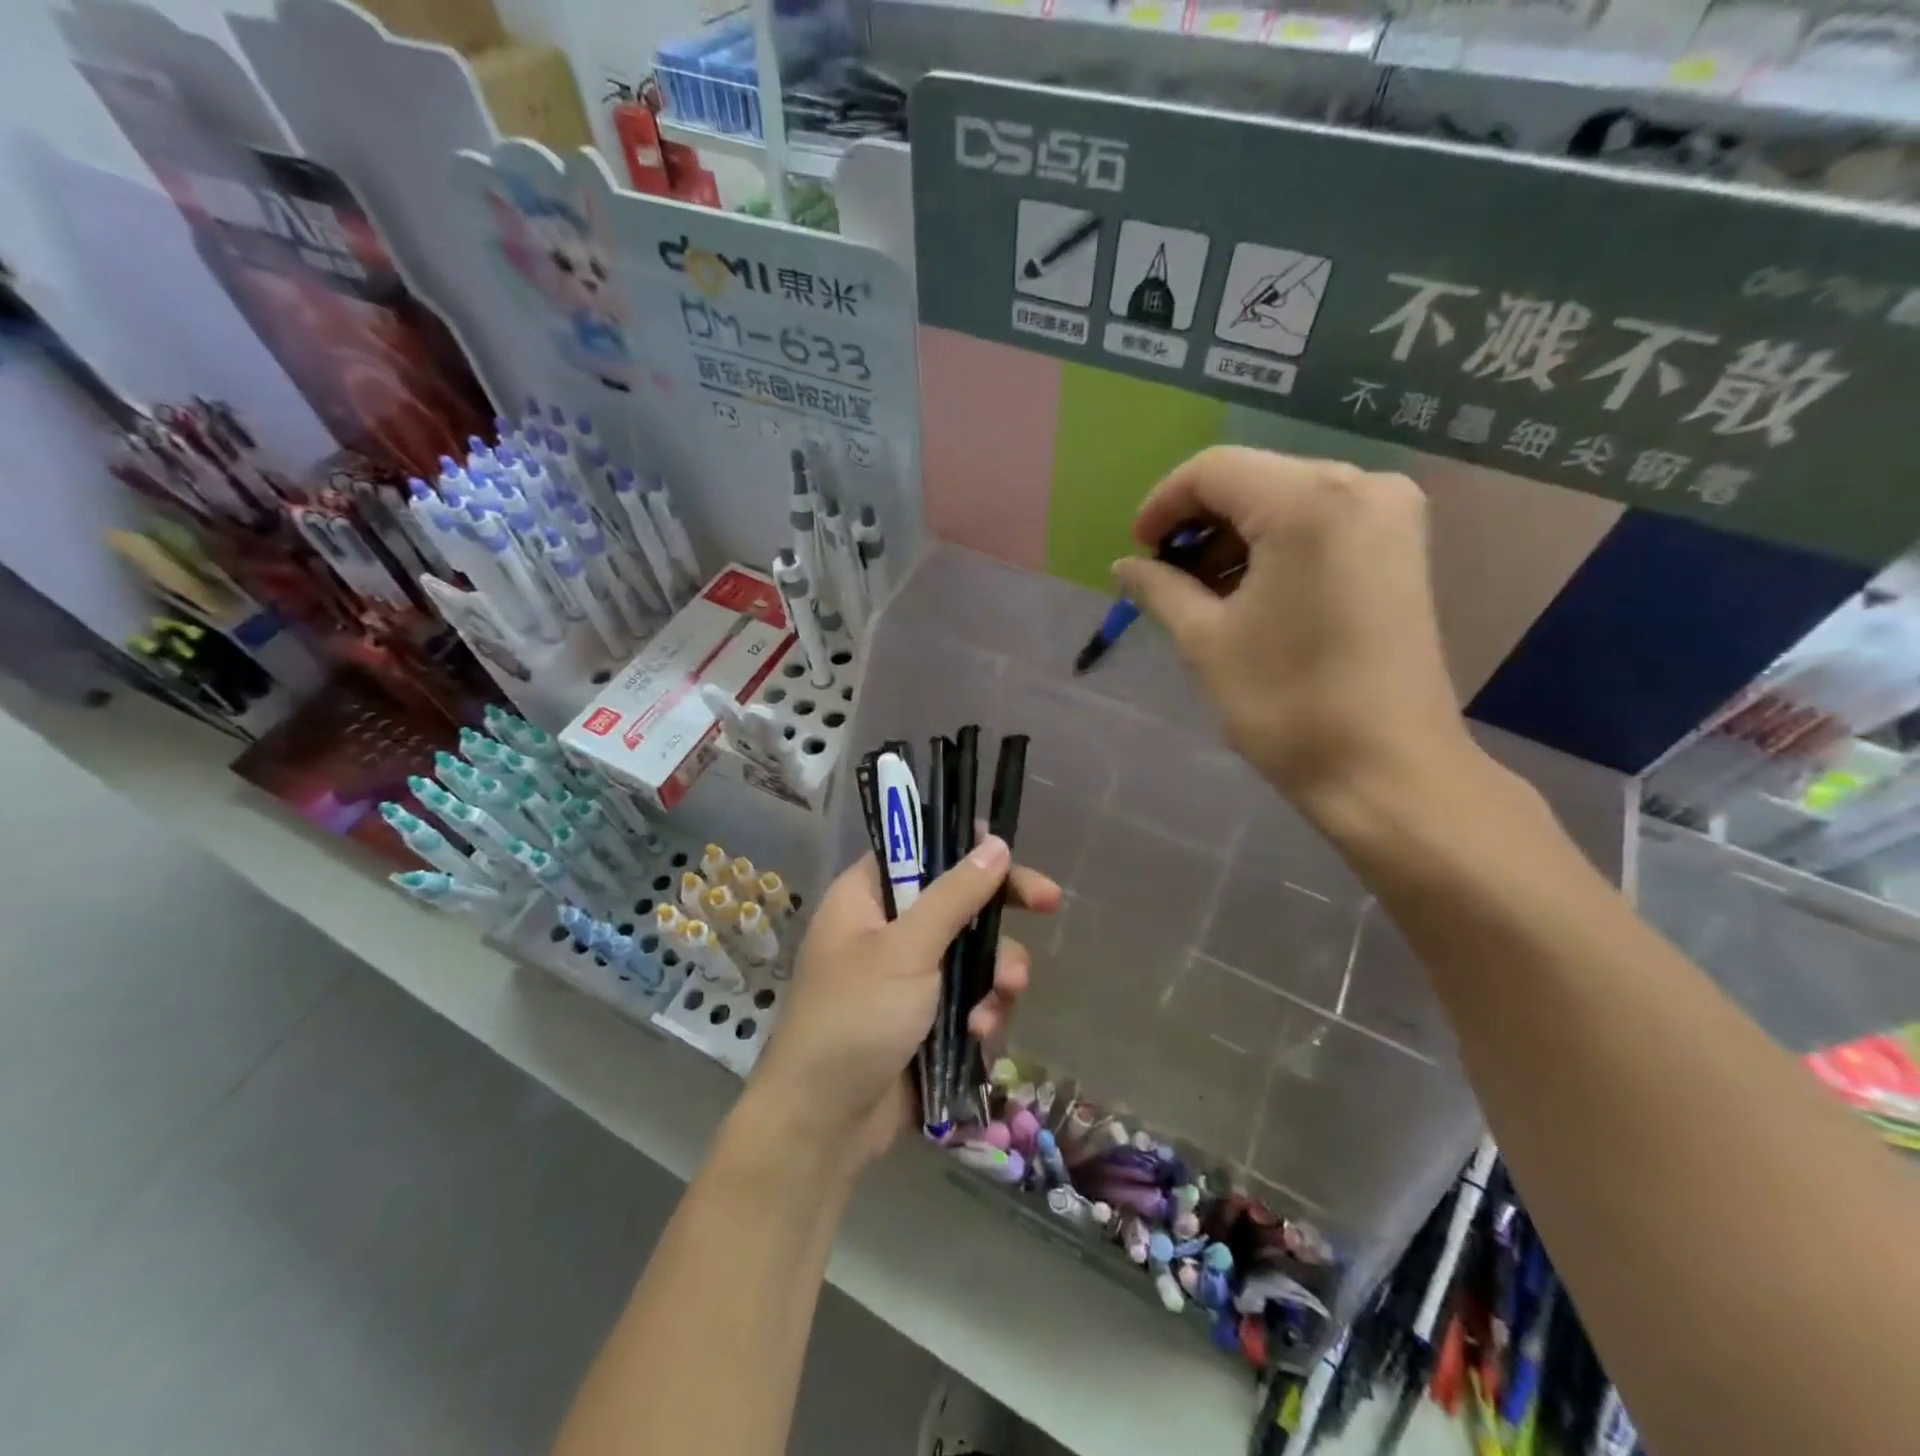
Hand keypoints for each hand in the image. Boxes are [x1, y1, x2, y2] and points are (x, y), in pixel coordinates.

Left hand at [742, 836, 1061, 1171]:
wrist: (824, 1125)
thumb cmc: (855, 1017)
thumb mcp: (906, 949)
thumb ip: (955, 895)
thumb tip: (996, 843)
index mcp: (867, 898)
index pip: (920, 850)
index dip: (964, 846)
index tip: (1008, 850)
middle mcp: (888, 930)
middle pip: (957, 900)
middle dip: (1000, 912)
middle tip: (1049, 903)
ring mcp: (909, 977)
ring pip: (973, 953)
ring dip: (996, 973)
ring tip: (1004, 995)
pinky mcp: (927, 1020)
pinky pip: (971, 997)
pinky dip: (982, 1011)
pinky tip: (980, 1034)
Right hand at [1114, 447, 1474, 823]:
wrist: (1386, 770)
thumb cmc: (1286, 703)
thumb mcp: (1205, 641)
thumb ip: (1159, 588)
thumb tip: (1125, 566)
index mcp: (1308, 501)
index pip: (1214, 471)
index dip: (1162, 505)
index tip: (1136, 551)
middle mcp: (1360, 486)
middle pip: (1253, 480)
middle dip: (1198, 523)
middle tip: (1163, 576)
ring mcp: (1390, 514)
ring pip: (1286, 500)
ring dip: (1234, 538)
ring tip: (1200, 592)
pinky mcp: (1401, 548)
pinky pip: (1321, 522)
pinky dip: (1275, 547)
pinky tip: (1248, 591)